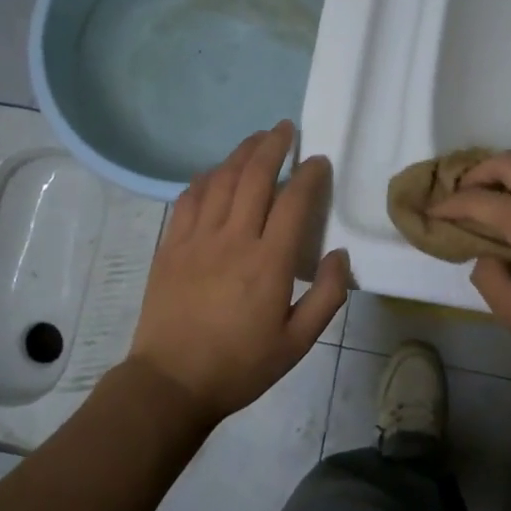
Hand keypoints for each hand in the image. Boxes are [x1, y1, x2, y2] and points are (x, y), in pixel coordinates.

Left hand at [127, 121, 348, 427]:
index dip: (308, 175)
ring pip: (220, 180)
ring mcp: (196, 239)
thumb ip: (327, 296)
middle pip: (254, 177)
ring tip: (255, 139)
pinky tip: (213, 173)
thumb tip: (340, 254)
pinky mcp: (170, 246)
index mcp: (269, 263)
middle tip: (285, 128)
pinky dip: (204, 179)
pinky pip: (188, 199)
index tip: (318, 160)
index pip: (294, 202)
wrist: (171, 382)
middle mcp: (233, 239)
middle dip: (273, 146)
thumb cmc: (240, 366)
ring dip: (240, 154)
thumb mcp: (297, 343)